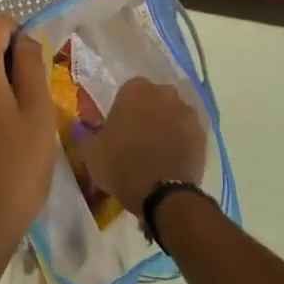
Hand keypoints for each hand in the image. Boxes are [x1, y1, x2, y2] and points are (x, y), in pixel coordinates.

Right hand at [82, 78, 206, 216]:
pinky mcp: (202, 134)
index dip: (124, 108)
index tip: (119, 127)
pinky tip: (173, 158)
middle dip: (149, 112)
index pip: (129, 90)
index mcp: (136, 90)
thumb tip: (80, 126)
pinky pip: (188, 132)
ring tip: (158, 150)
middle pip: (155, 98)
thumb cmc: (121, 164)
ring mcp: (187, 112)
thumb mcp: (90, 151)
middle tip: (138, 137)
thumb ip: (85, 133)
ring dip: (167, 125)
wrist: (162, 194)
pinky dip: (182, 140)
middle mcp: (164, 93)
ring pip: (174, 113)